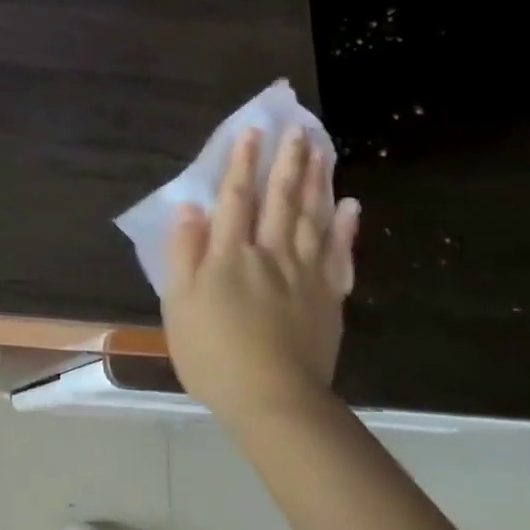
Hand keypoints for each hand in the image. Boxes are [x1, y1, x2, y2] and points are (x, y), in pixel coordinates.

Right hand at [161, 127, 359, 428]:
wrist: (273, 401)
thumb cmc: (214, 355)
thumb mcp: (179, 305)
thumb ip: (184, 254)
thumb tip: (189, 208)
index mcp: (230, 256)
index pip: (235, 199)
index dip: (241, 164)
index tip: (251, 131)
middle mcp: (270, 254)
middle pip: (280, 200)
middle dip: (287, 162)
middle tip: (298, 128)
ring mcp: (305, 275)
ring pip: (312, 218)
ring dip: (316, 181)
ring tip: (321, 150)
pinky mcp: (329, 298)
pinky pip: (340, 255)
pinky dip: (346, 228)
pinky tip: (350, 205)